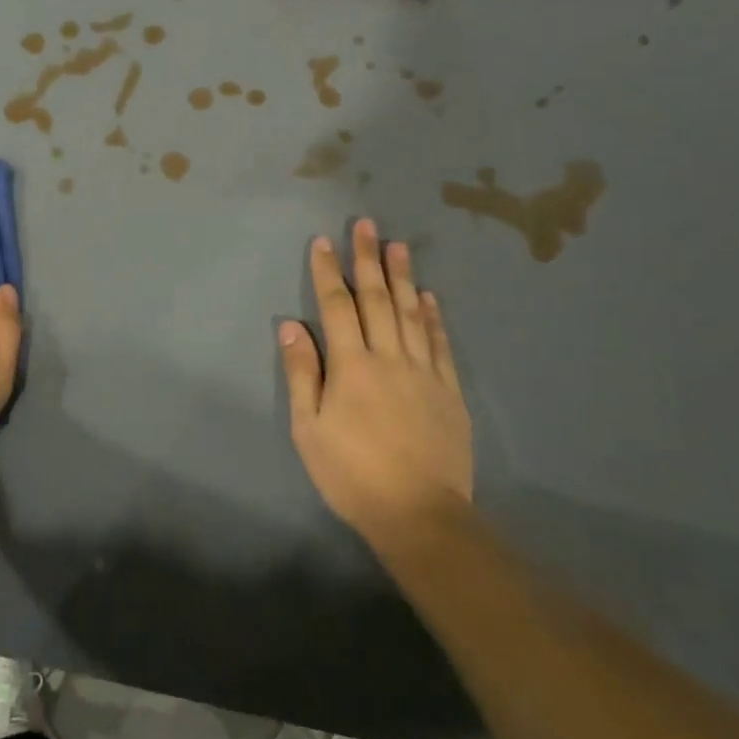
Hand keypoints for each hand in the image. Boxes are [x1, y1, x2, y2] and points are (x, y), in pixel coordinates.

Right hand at [278, 220, 473, 558]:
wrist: (420, 514)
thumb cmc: (352, 473)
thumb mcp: (310, 429)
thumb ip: (302, 374)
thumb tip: (291, 327)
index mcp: (351, 366)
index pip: (337, 307)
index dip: (328, 272)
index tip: (323, 242)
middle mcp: (388, 357)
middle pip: (377, 299)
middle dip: (368, 259)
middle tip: (366, 225)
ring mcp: (423, 371)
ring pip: (411, 313)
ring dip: (403, 276)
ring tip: (398, 245)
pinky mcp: (448, 390)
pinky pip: (440, 343)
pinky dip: (433, 316)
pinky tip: (429, 296)